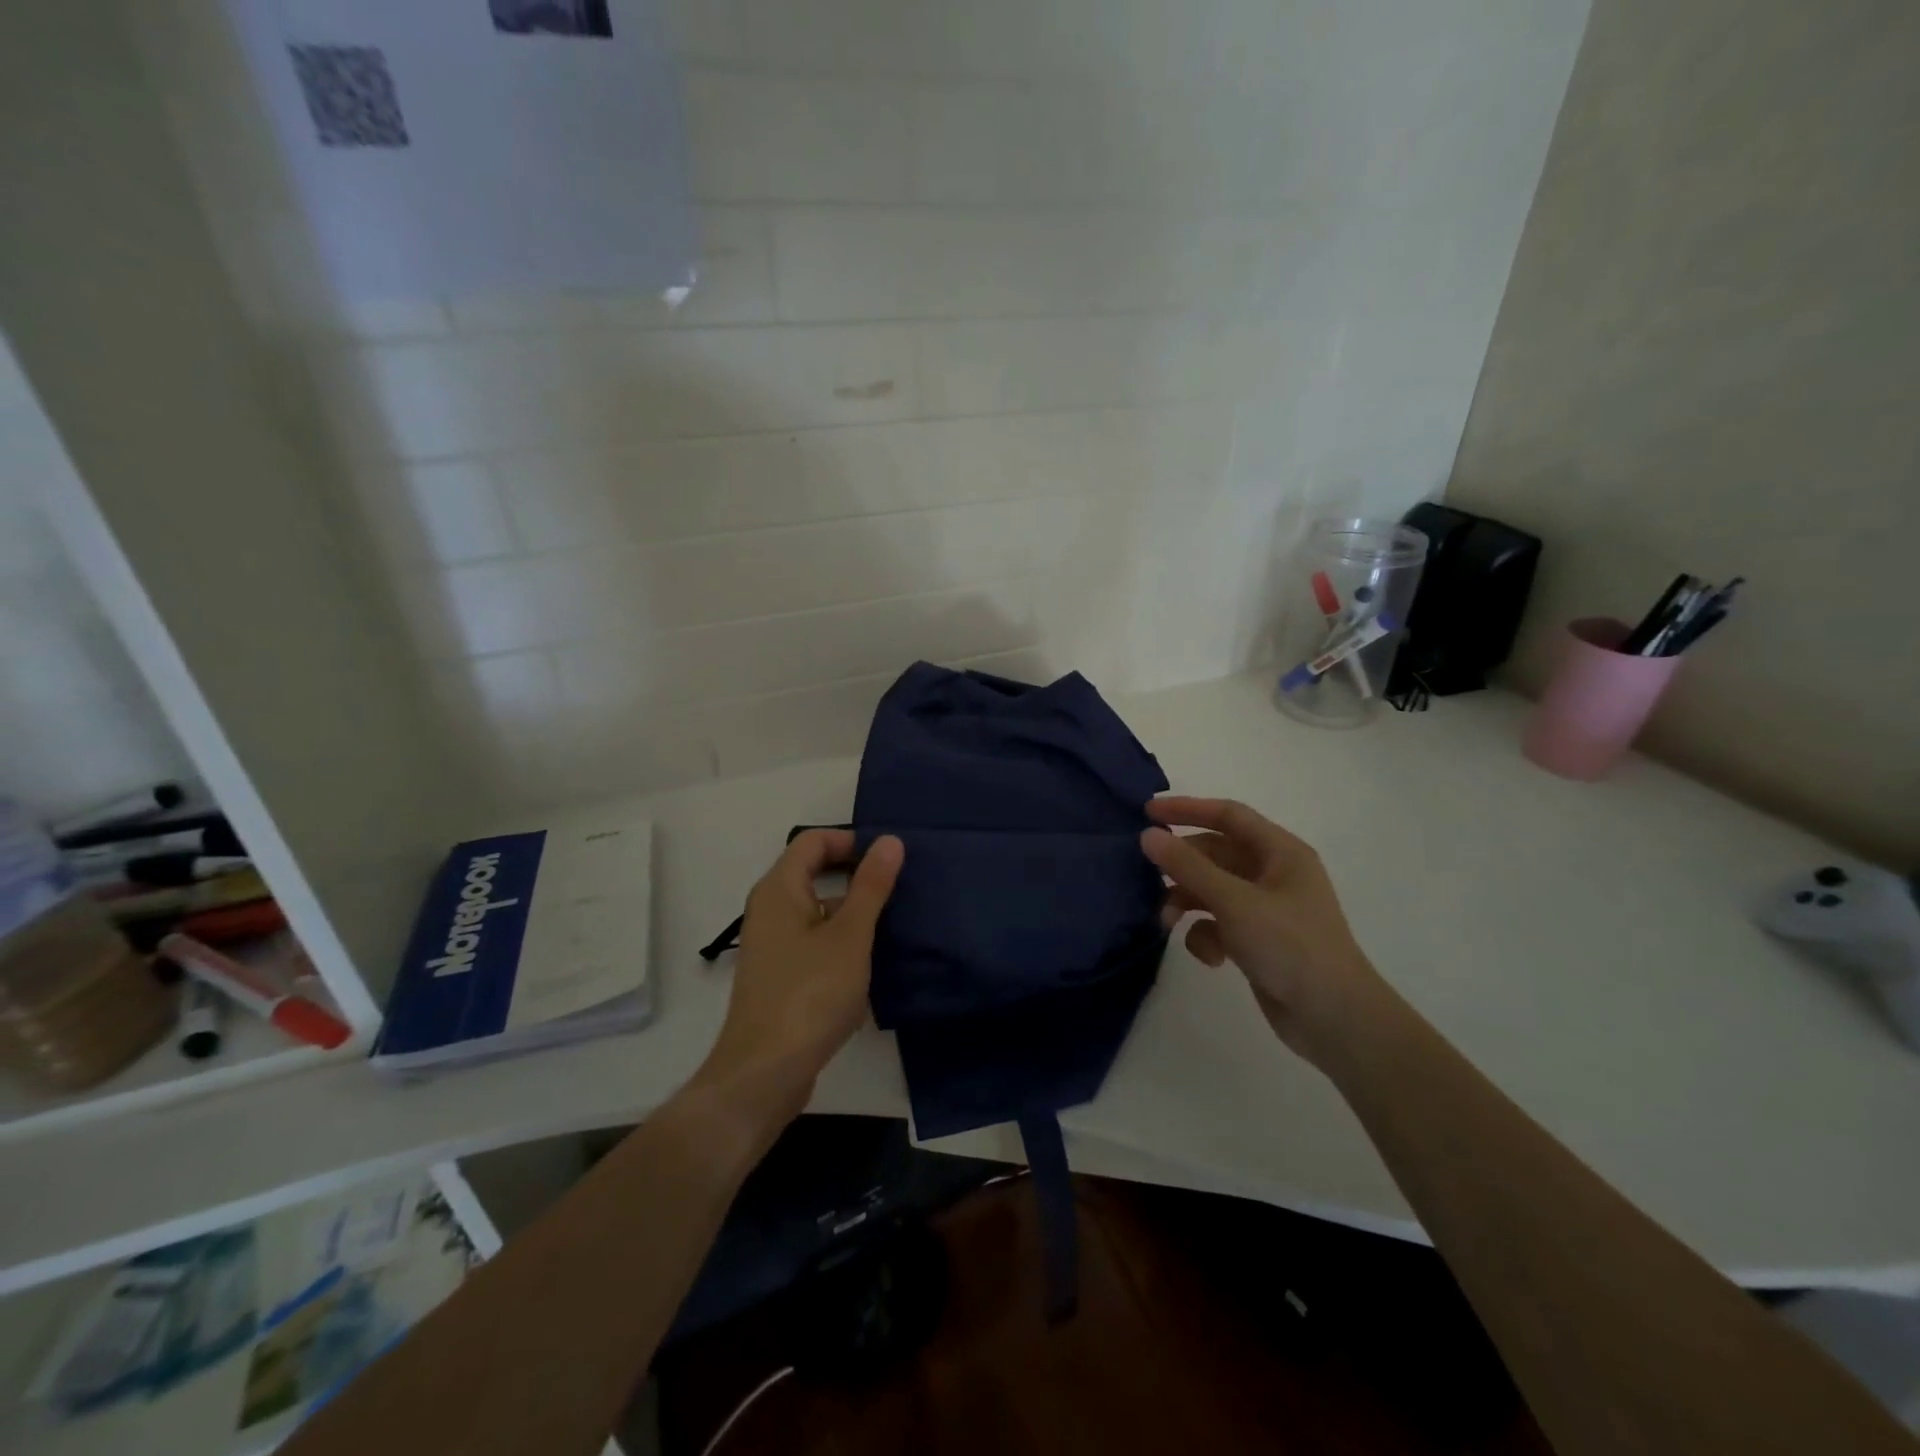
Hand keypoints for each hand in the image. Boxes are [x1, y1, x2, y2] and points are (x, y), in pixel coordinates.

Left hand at [694, 829, 904, 1122]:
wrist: (764, 1073)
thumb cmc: (809, 994)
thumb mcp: (850, 936)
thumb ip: (871, 886)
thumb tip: (889, 841)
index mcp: (779, 890)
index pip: (813, 841)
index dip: (851, 840)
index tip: (889, 858)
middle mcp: (770, 910)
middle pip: (813, 871)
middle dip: (856, 873)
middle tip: (900, 884)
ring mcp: (774, 945)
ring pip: (817, 909)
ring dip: (853, 909)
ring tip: (897, 920)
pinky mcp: (781, 975)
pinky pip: (814, 939)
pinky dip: (842, 938)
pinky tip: (872, 959)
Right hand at [1142, 797, 1382, 1065]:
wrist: (1334, 1019)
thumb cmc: (1290, 946)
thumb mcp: (1233, 901)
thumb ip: (1188, 867)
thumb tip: (1148, 835)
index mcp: (1280, 852)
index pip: (1228, 816)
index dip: (1187, 809)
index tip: (1147, 813)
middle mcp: (1273, 874)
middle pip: (1215, 854)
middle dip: (1182, 866)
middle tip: (1146, 875)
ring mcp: (1266, 909)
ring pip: (1212, 890)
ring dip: (1187, 902)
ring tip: (1166, 921)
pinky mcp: (1258, 940)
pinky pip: (1220, 924)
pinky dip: (1206, 935)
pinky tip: (1209, 957)